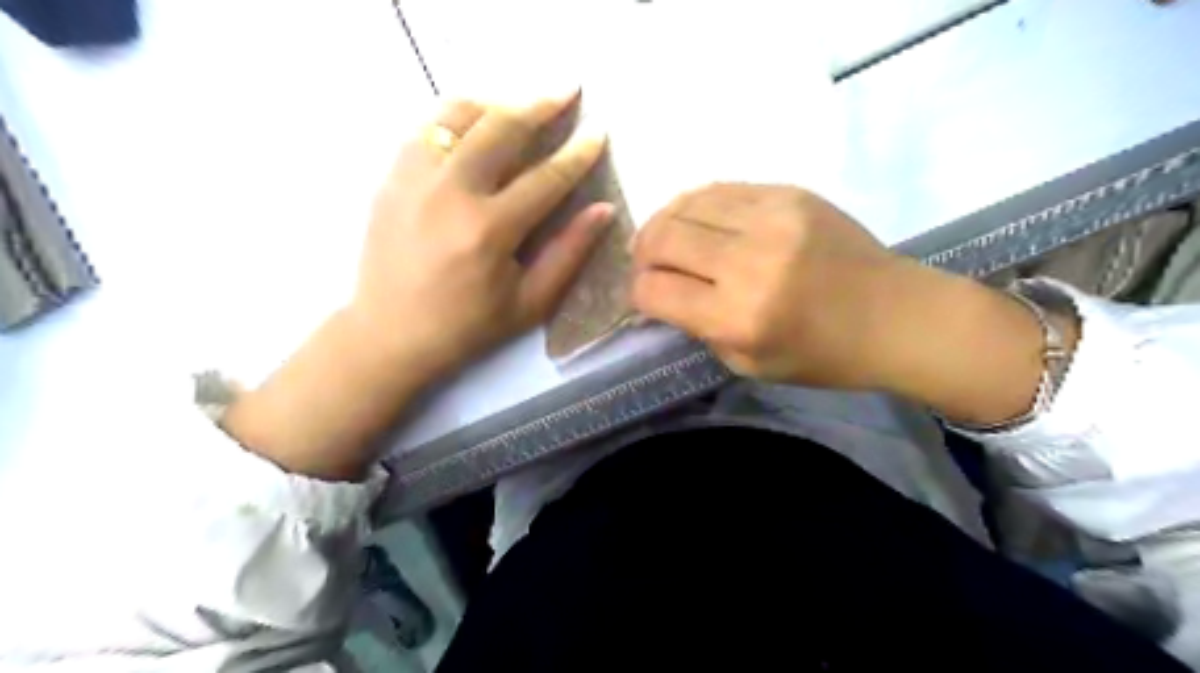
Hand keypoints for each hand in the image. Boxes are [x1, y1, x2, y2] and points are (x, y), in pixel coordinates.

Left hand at [227, 98, 609, 480]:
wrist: (390, 334)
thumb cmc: (467, 327)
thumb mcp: (529, 303)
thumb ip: (569, 254)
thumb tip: (603, 210)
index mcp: (489, 230)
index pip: (546, 178)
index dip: (578, 154)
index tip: (598, 132)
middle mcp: (451, 193)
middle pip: (502, 128)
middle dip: (541, 105)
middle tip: (567, 91)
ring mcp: (415, 179)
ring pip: (459, 115)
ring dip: (498, 103)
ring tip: (521, 105)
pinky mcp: (392, 178)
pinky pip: (427, 128)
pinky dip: (457, 116)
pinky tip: (476, 122)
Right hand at [629, 180, 1068, 424]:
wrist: (895, 315)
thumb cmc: (821, 355)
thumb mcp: (748, 363)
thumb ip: (698, 327)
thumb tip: (662, 293)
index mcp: (737, 317)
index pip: (654, 290)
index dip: (638, 293)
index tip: (645, 296)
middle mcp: (748, 262)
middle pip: (661, 238)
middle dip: (642, 253)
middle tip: (648, 263)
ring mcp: (771, 219)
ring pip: (685, 204)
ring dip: (665, 223)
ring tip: (667, 238)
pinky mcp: (789, 193)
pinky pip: (720, 189)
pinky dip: (697, 206)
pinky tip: (700, 221)